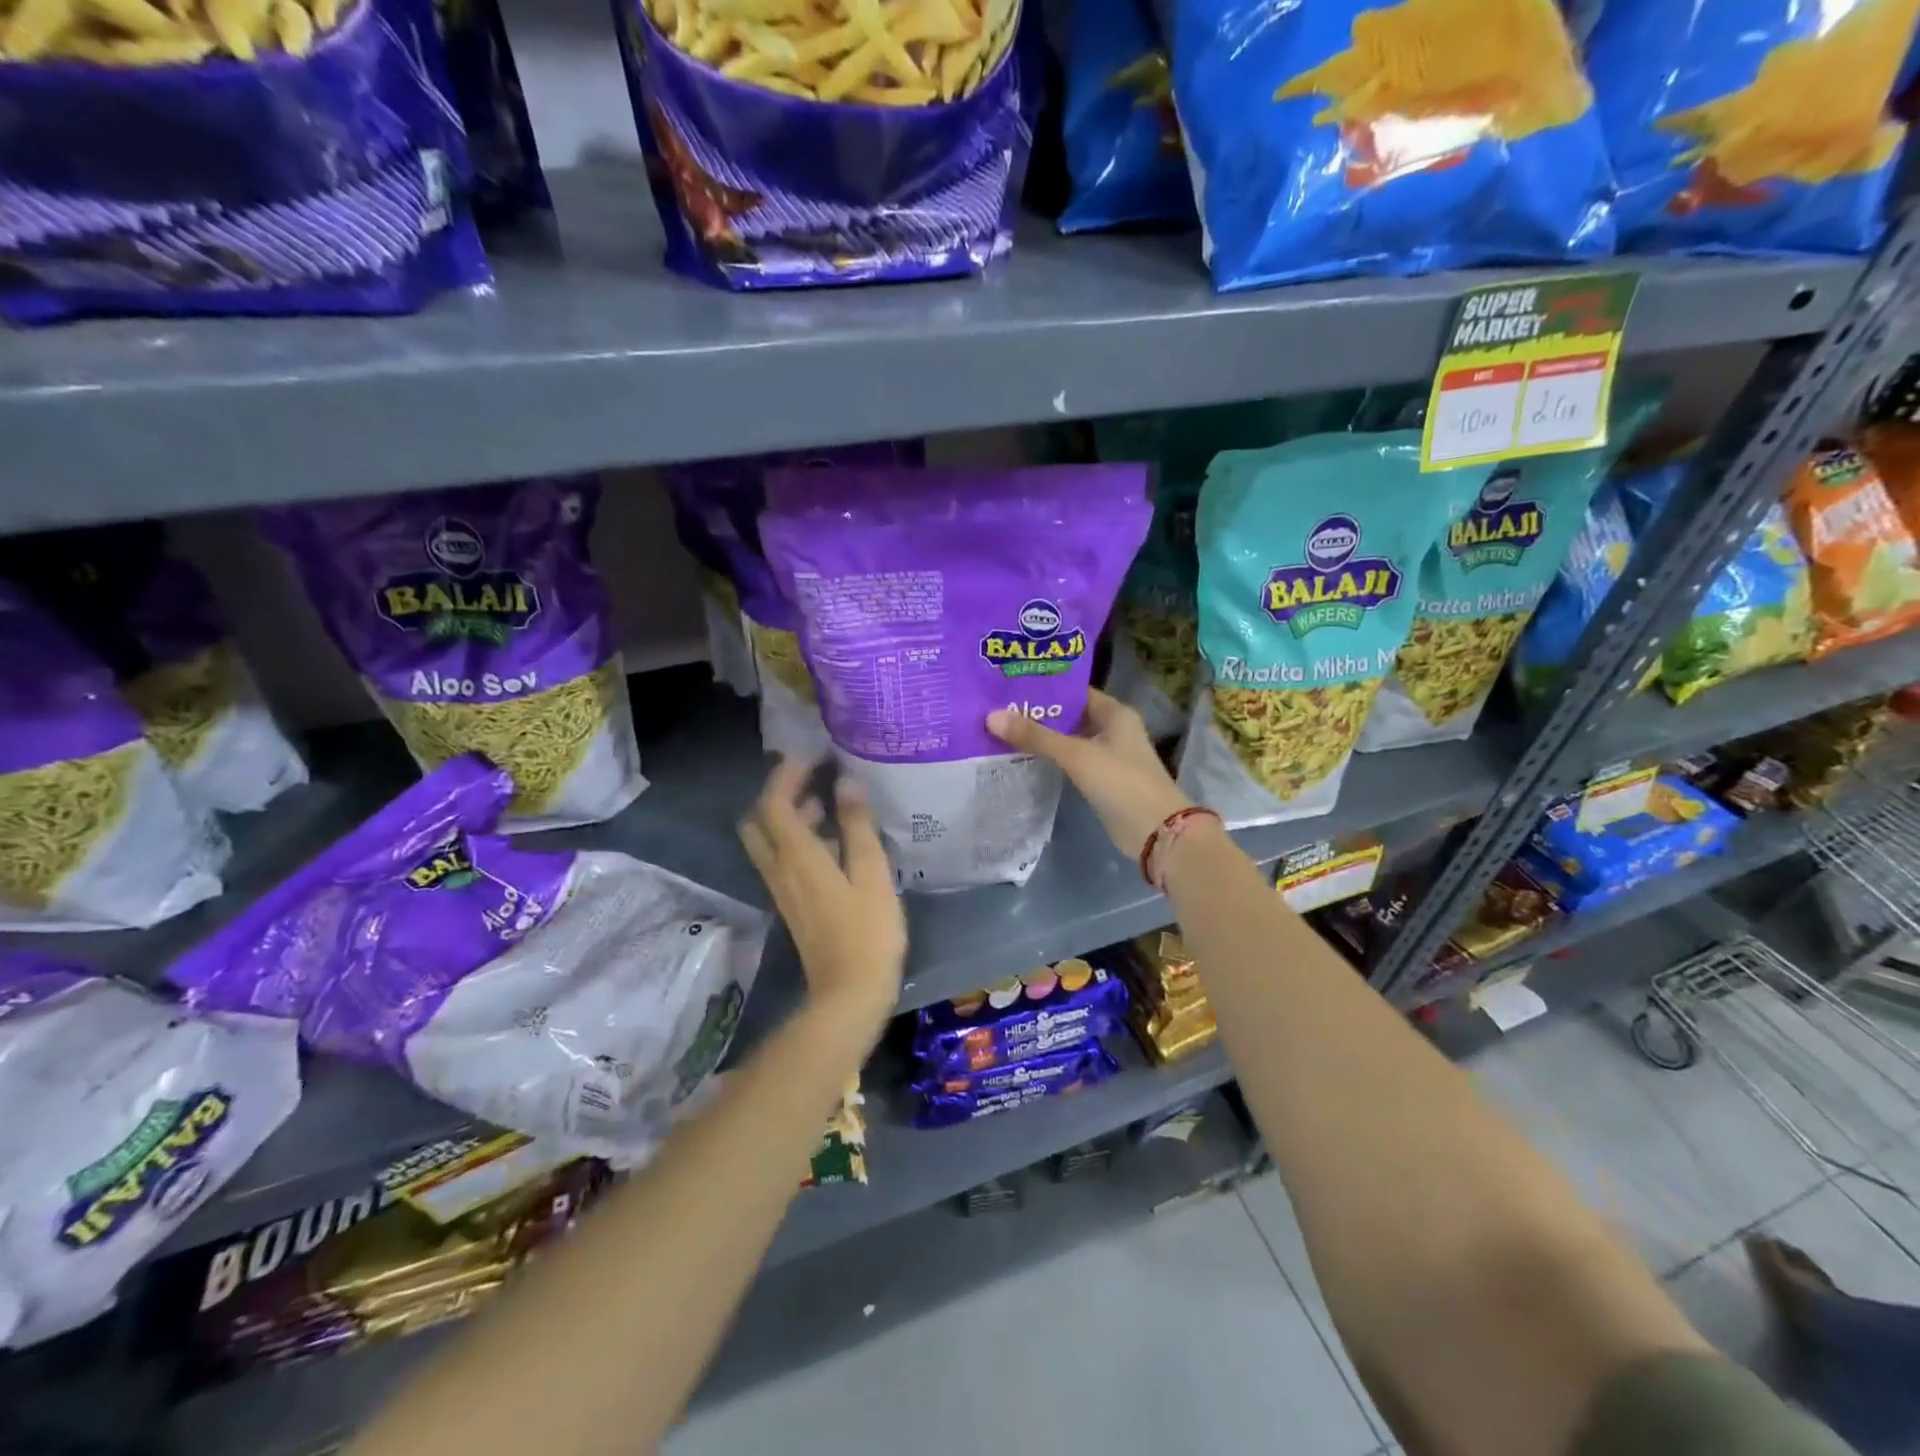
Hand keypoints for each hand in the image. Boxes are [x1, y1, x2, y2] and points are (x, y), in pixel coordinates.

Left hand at [739, 757, 906, 1026]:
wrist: (849, 993)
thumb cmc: (867, 931)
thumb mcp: (871, 873)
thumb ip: (857, 825)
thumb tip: (845, 782)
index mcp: (796, 855)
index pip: (774, 801)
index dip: (788, 773)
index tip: (814, 753)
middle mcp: (779, 867)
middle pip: (759, 819)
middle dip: (779, 791)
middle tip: (813, 777)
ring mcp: (782, 887)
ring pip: (770, 839)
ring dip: (790, 814)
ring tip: (830, 801)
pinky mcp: (792, 902)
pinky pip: (783, 857)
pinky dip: (799, 837)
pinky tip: (835, 840)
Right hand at [987, 690, 1193, 861]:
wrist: (1155, 832)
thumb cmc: (1121, 782)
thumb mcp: (1077, 755)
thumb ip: (1036, 736)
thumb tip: (992, 716)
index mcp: (1115, 713)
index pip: (1075, 692)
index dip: (1045, 688)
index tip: (1010, 687)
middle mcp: (1113, 729)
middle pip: (1070, 715)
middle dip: (1038, 714)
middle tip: (998, 709)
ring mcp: (1108, 756)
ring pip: (1069, 740)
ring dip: (1042, 738)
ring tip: (1002, 730)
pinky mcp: (1101, 780)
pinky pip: (1071, 762)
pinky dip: (1051, 759)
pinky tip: (1022, 758)